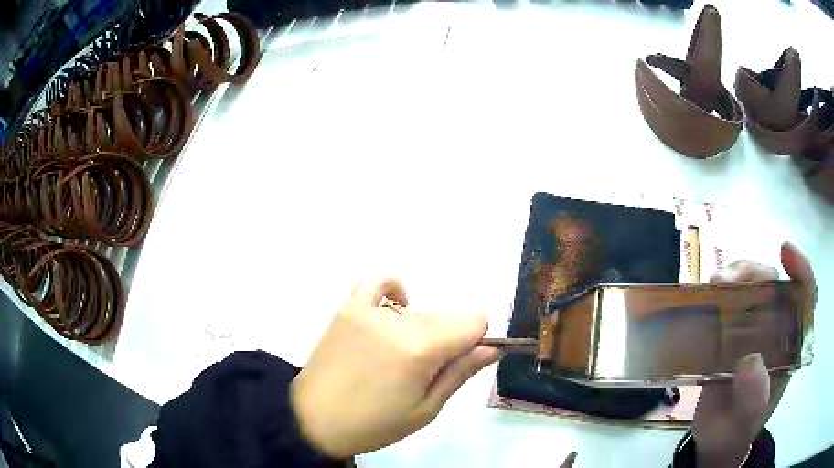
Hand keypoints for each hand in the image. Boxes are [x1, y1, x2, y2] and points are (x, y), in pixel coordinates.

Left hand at [291, 277, 500, 457]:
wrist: (315, 418)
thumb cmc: (374, 423)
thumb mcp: (425, 410)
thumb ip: (461, 373)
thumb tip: (493, 348)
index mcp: (422, 349)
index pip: (475, 321)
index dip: (475, 343)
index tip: (457, 363)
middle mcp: (399, 322)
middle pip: (448, 317)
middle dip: (448, 341)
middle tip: (422, 372)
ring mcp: (370, 310)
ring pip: (421, 310)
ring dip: (422, 330)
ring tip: (397, 358)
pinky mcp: (349, 308)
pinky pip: (379, 281)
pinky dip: (394, 290)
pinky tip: (394, 308)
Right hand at [692, 243, 816, 467]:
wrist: (714, 441)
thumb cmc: (735, 432)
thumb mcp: (745, 423)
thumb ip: (753, 399)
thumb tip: (751, 360)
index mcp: (789, 346)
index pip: (805, 297)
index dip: (800, 269)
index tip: (785, 252)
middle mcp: (775, 330)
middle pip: (773, 284)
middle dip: (754, 273)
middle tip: (726, 281)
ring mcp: (752, 330)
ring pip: (750, 287)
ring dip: (733, 277)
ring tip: (712, 285)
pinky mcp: (730, 334)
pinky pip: (727, 303)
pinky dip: (716, 293)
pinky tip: (703, 296)